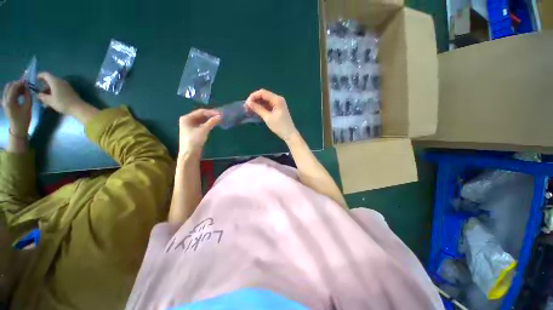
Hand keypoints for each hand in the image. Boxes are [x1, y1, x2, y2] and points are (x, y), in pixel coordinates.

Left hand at [2, 81, 31, 137]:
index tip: (28, 82)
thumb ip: (27, 96)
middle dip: (17, 84)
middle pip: (9, 86)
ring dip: (16, 87)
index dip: (21, 82)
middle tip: (26, 86)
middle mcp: (5, 99)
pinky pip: (8, 93)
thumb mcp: (28, 107)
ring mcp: (4, 101)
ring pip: (8, 89)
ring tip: (24, 90)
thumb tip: (27, 87)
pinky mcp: (5, 103)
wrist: (17, 128)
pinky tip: (20, 94)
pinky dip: (14, 91)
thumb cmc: (24, 119)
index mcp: (10, 100)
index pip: (14, 86)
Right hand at [37, 72, 85, 114]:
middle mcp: (61, 81)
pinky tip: (51, 99)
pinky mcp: (69, 91)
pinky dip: (54, 92)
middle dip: (43, 85)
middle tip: (38, 92)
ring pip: (54, 85)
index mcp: (55, 81)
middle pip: (50, 80)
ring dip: (48, 90)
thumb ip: (42, 96)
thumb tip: (39, 94)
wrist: (78, 108)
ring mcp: (66, 86)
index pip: (45, 74)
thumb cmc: (62, 103)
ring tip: (44, 98)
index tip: (34, 79)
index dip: (39, 76)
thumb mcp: (49, 100)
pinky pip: (59, 89)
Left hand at [178, 109, 220, 157]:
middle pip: (201, 115)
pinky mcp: (194, 131)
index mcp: (187, 118)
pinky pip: (202, 124)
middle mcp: (187, 120)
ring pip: (202, 120)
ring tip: (219, 120)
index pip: (201, 111)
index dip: (211, 112)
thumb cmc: (194, 141)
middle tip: (220, 116)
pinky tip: (214, 124)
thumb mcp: (203, 130)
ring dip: (210, 119)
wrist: (189, 154)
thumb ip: (212, 122)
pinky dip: (208, 124)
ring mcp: (190, 126)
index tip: (220, 114)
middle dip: (211, 115)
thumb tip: (220, 116)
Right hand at [245, 89, 297, 141]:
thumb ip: (258, 109)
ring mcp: (278, 104)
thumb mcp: (268, 118)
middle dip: (254, 100)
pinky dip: (261, 107)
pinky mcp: (277, 109)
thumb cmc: (279, 126)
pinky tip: (256, 111)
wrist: (289, 134)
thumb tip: (248, 103)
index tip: (247, 104)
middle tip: (247, 107)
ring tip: (249, 110)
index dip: (253, 96)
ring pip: (265, 100)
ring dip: (257, 104)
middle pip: (263, 95)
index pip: (262, 93)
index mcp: (277, 99)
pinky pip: (267, 105)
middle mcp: (278, 99)